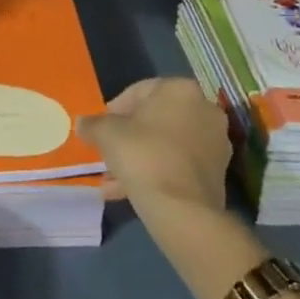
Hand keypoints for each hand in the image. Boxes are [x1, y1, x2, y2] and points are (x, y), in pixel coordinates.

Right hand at [77, 77, 231, 213]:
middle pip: (155, 119)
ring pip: (166, 145)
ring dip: (140, 158)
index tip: (100, 129)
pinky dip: (157, 172)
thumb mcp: (106, 134)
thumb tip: (82, 123)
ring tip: (113, 179)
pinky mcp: (217, 172)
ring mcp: (215, 142)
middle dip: (129, 137)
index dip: (114, 110)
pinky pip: (178, 165)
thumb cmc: (143, 155)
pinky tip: (130, 191)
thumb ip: (93, 124)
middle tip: (107, 153)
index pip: (138, 91)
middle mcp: (204, 109)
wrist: (182, 209)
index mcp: (180, 89)